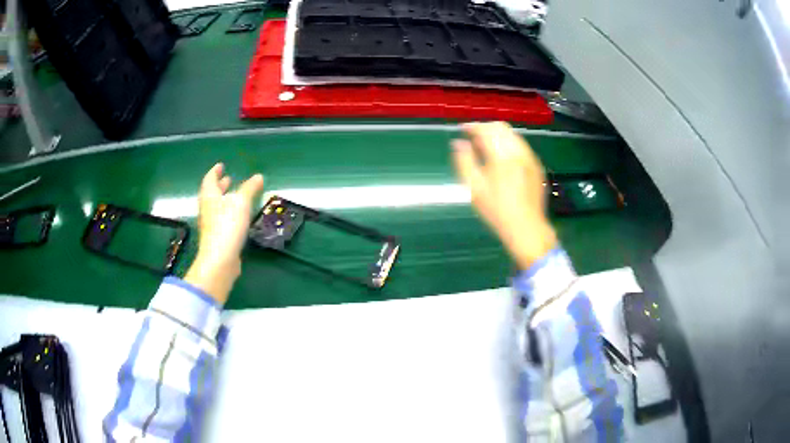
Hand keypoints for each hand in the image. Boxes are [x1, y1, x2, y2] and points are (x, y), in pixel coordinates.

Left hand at [185, 163, 263, 303]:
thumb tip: (258, 176)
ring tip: (234, 196)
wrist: (219, 260)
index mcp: (209, 197)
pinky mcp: (216, 238)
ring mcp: (210, 225)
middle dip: (220, 185)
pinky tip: (237, 218)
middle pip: (211, 193)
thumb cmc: (227, 226)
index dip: (215, 172)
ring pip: (216, 207)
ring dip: (224, 200)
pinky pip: (221, 220)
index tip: (221, 166)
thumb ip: (250, 189)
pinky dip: (228, 213)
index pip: (209, 179)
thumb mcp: (241, 203)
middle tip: (228, 179)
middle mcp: (207, 209)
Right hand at [451, 122, 556, 269]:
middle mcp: (518, 152)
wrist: (527, 228)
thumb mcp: (475, 189)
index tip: (462, 129)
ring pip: (513, 135)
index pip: (486, 131)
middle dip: (485, 127)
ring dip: (498, 134)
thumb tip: (458, 143)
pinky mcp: (536, 165)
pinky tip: (502, 156)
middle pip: (501, 128)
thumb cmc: (497, 212)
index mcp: (502, 157)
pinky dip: (509, 143)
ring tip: (486, 145)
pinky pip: (521, 145)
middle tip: (473, 136)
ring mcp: (530, 158)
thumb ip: (465, 162)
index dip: (472, 127)